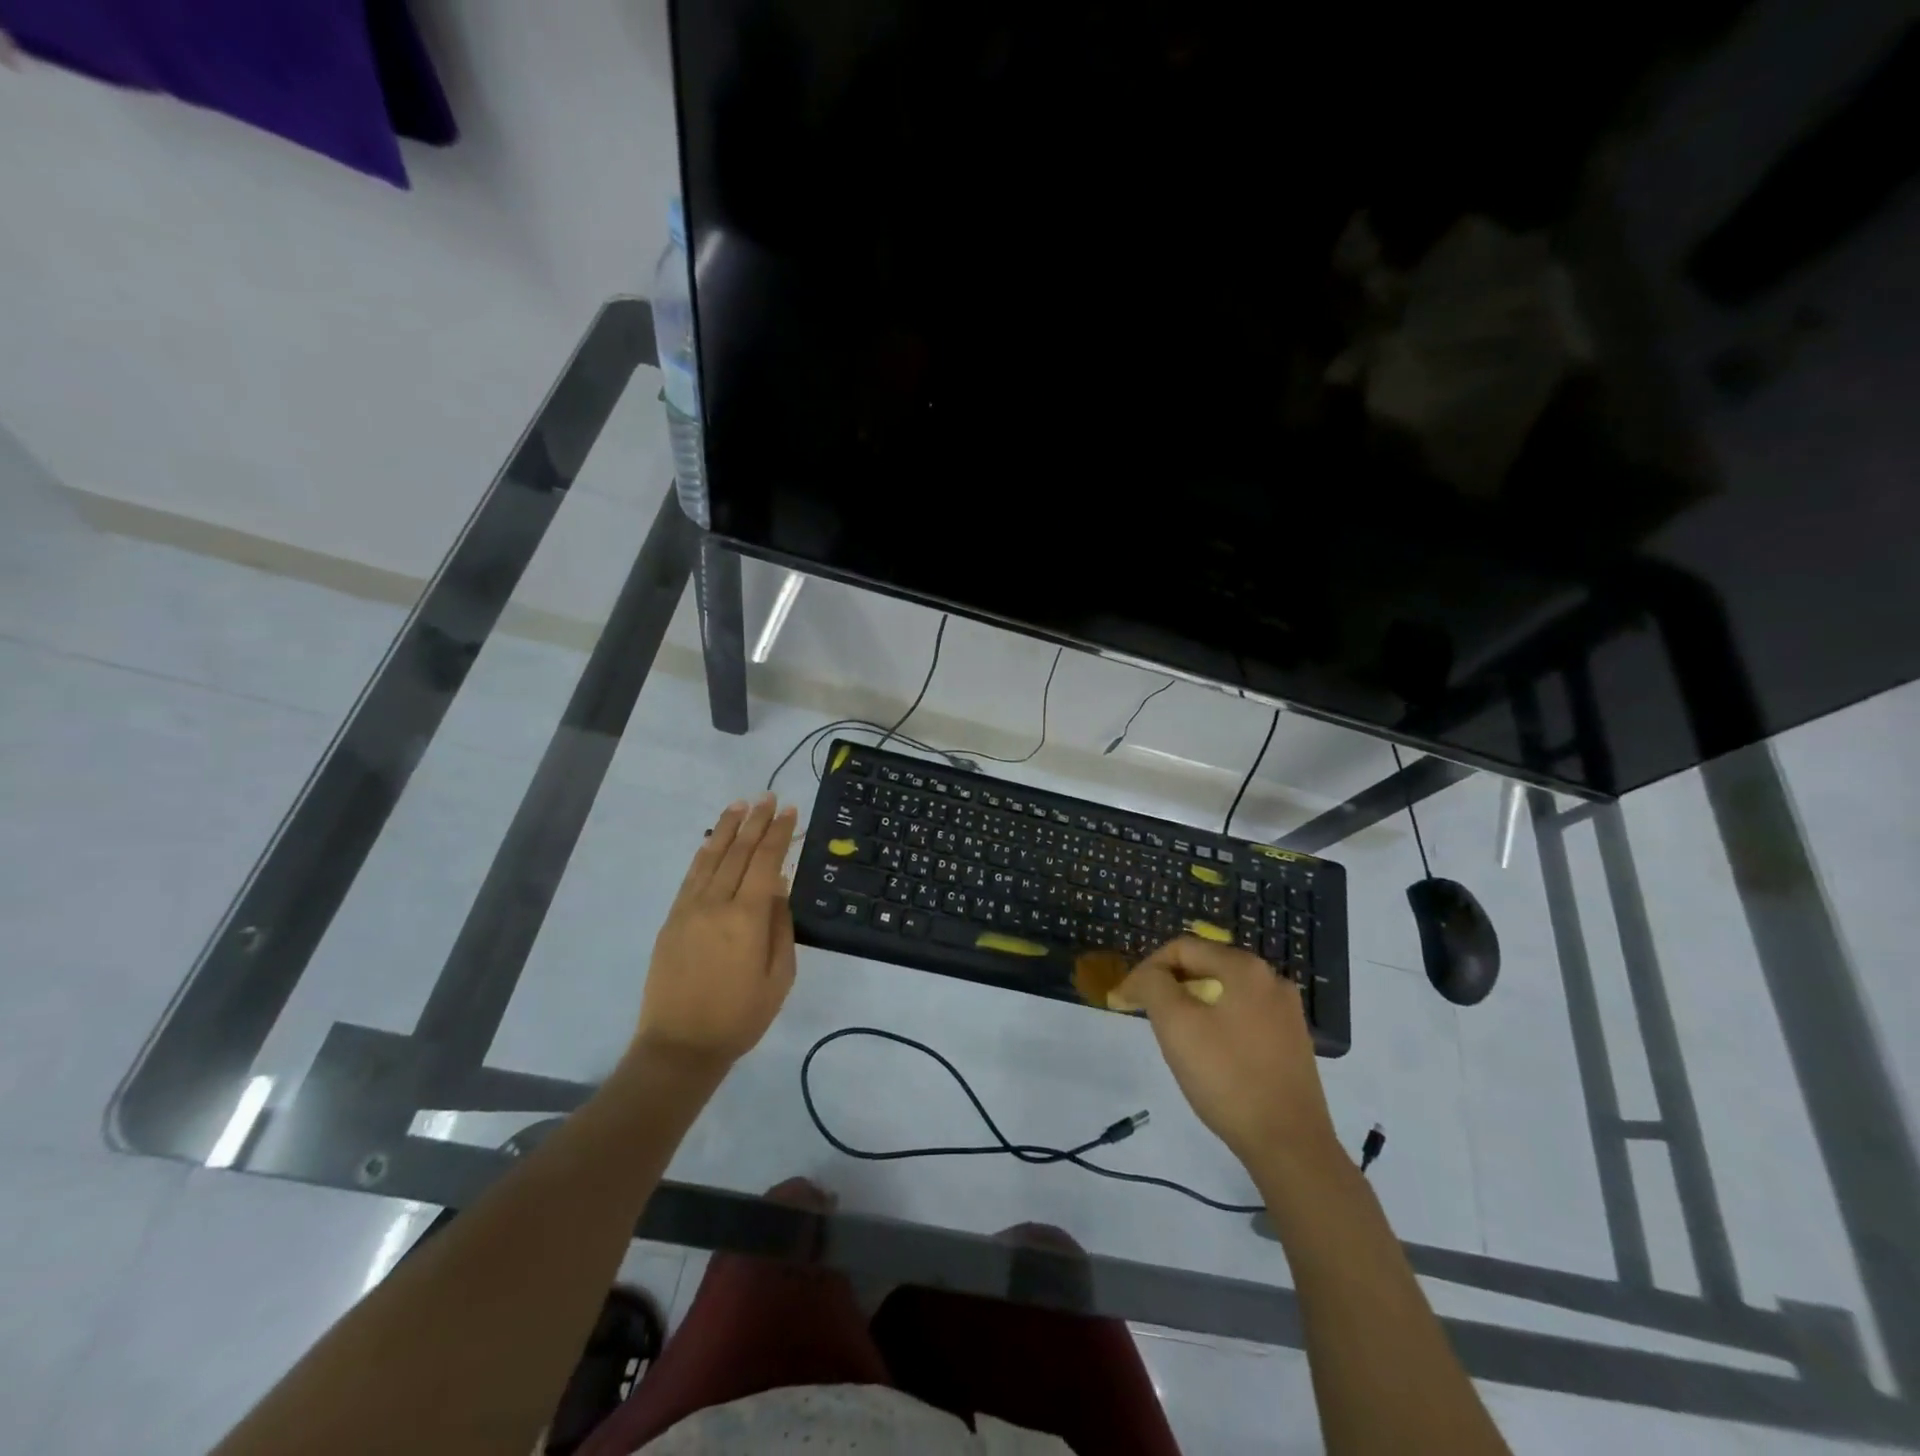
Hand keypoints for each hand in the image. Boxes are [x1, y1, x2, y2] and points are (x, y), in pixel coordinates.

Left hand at [634, 795, 798, 1075]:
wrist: (680, 1046)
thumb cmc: (741, 1016)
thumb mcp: (779, 976)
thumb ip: (780, 926)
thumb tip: (779, 887)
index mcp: (747, 918)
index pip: (766, 862)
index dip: (779, 833)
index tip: (789, 810)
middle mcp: (716, 904)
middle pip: (738, 852)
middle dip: (756, 822)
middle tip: (768, 797)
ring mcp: (689, 909)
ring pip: (711, 857)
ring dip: (727, 828)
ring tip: (740, 805)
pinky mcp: (672, 919)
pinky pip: (691, 876)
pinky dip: (705, 853)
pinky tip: (712, 840)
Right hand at [1116, 938, 1338, 1165]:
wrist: (1290, 1144)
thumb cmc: (1227, 1077)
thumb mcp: (1176, 1025)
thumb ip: (1153, 985)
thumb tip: (1145, 976)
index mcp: (1245, 967)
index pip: (1182, 948)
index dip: (1147, 969)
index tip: (1126, 999)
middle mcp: (1271, 979)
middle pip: (1205, 966)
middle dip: (1170, 985)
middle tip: (1147, 1015)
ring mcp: (1287, 1011)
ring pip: (1224, 992)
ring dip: (1192, 1004)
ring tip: (1174, 1035)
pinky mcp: (1292, 1041)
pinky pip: (1243, 1015)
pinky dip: (1217, 1022)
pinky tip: (1209, 1053)